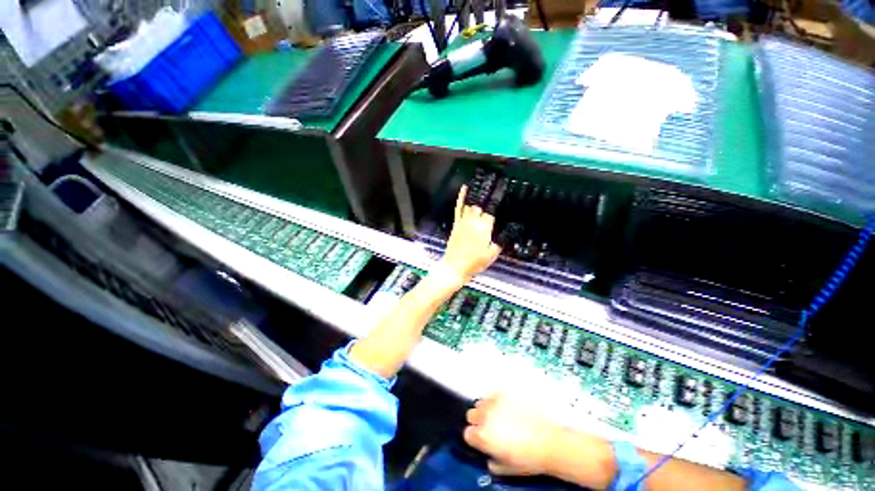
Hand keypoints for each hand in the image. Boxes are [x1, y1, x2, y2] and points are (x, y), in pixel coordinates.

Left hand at [442, 186, 501, 281]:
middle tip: (493, 192)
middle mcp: (473, 222)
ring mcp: (463, 222)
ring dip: (477, 197)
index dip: (497, 206)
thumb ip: (499, 243)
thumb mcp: (492, 255)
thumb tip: (504, 235)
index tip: (502, 198)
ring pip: (471, 205)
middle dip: (487, 201)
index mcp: (484, 228)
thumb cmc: (474, 263)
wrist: (455, 267)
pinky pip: (458, 208)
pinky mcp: (456, 224)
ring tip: (482, 185)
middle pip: (481, 206)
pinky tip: (464, 189)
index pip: (492, 213)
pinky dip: (461, 198)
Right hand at [463, 393, 561, 475]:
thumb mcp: (506, 468)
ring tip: (499, 416)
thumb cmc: (528, 459)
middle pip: (471, 415)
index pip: (467, 434)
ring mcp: (495, 401)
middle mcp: (485, 416)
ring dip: (486, 410)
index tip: (482, 441)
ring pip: (481, 402)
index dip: (475, 439)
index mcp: (483, 436)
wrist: (550, 441)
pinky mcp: (506, 392)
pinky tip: (508, 408)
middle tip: (491, 427)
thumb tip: (488, 455)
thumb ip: (491, 460)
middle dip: (478, 421)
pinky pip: (494, 394)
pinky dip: (497, 401)